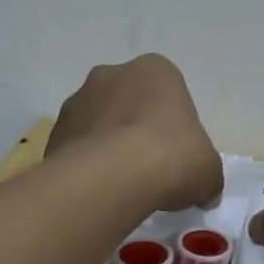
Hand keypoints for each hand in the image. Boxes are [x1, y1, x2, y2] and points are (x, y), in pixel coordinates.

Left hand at [46, 55, 222, 211]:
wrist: (112, 178)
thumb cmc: (172, 157)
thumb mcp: (209, 171)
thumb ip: (208, 176)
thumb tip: (207, 193)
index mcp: (155, 70)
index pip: (168, 92)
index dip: (173, 123)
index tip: (176, 153)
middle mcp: (112, 74)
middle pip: (129, 101)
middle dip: (136, 127)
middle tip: (149, 166)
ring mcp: (78, 100)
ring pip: (99, 122)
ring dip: (108, 144)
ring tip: (122, 184)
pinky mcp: (54, 131)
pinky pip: (77, 146)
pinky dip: (87, 164)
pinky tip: (100, 190)